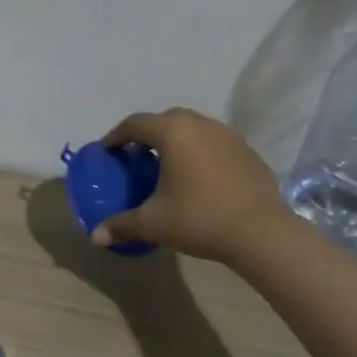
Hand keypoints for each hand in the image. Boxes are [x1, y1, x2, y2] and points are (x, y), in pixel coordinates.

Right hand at [93, 108, 291, 264]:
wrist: (261, 233)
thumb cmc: (199, 219)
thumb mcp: (153, 224)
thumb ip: (121, 225)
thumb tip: (96, 236)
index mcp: (173, 132)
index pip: (135, 123)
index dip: (116, 137)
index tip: (107, 152)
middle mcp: (200, 124)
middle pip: (165, 120)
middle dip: (147, 135)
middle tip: (135, 158)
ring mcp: (228, 135)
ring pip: (193, 129)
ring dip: (175, 142)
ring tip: (166, 167)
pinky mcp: (247, 151)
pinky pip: (214, 144)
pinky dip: (199, 153)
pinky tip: (198, 179)